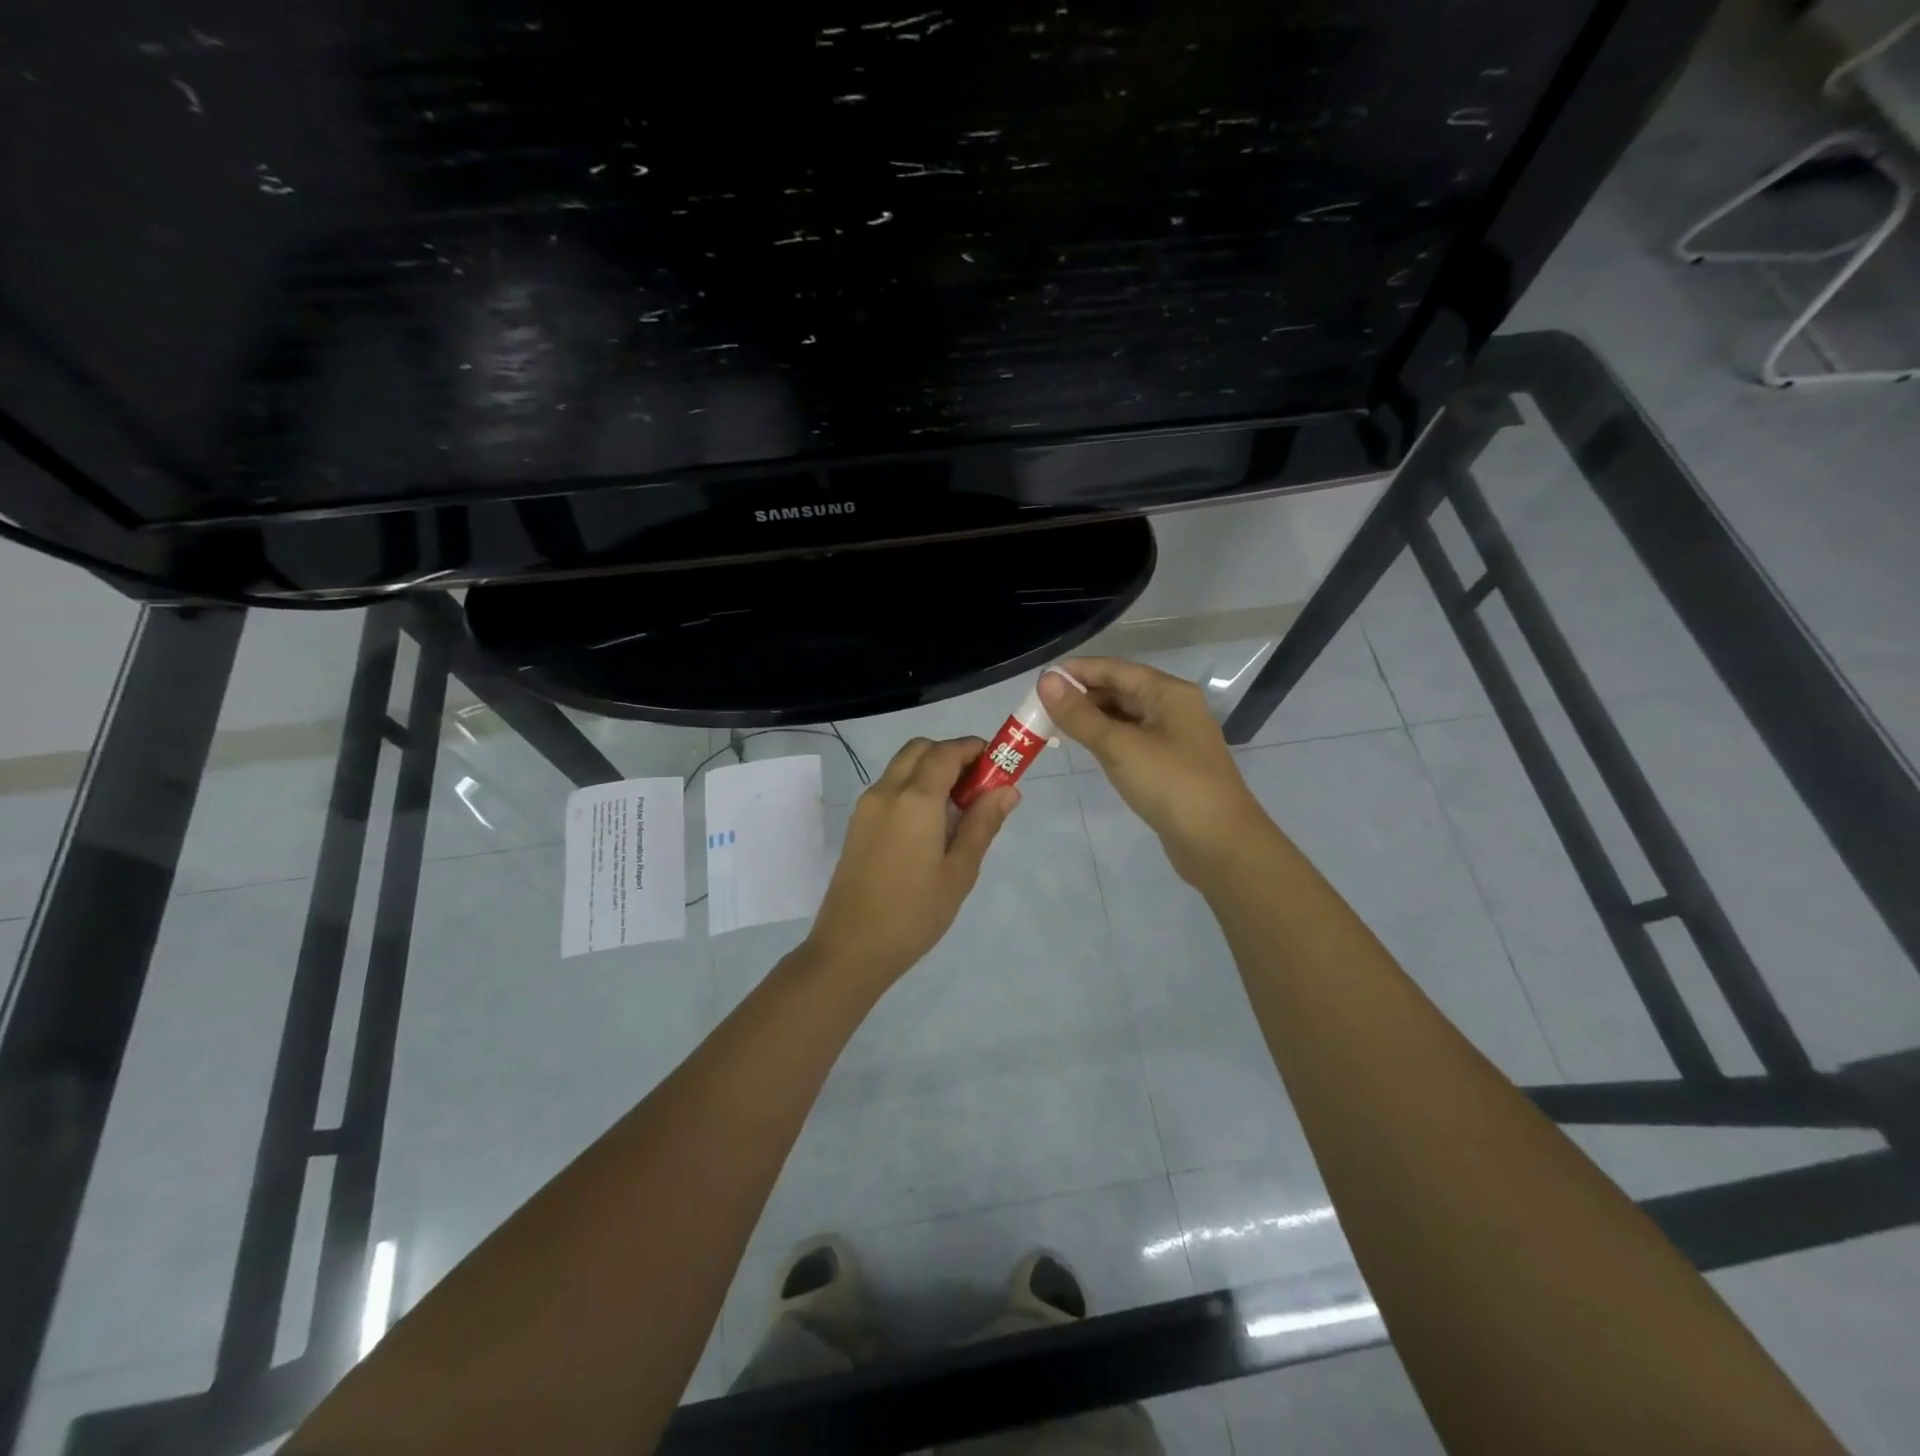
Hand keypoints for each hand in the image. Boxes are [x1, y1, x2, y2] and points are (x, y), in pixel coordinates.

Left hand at [803, 737, 1019, 987]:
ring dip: (931, 770)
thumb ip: (982, 824)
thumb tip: (1007, 790)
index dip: (975, 750)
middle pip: (920, 750)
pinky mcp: (857, 823)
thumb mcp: (959, 872)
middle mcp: (887, 791)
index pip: (947, 752)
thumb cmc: (914, 913)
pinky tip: (930, 826)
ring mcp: (867, 806)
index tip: (999, 764)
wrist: (851, 948)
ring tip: (957, 810)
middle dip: (951, 755)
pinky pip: (889, 788)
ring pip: (902, 766)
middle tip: (977, 787)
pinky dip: (913, 787)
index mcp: (916, 799)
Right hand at [1040, 658, 1266, 884]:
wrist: (1219, 843)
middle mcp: (1174, 708)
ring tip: (1054, 727)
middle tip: (1040, 709)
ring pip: (1125, 717)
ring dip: (1092, 719)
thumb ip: (1080, 715)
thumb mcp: (1119, 747)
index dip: (1077, 671)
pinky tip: (1086, 749)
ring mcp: (1174, 738)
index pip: (1115, 669)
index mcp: (1168, 693)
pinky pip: (1132, 741)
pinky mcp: (1170, 766)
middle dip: (1082, 696)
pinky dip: (1107, 740)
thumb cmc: (1171, 785)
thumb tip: (1046, 680)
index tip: (1040, 681)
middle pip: (1121, 690)